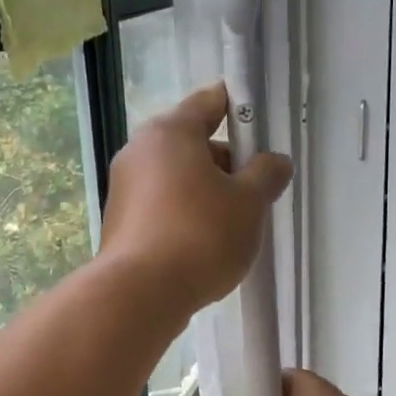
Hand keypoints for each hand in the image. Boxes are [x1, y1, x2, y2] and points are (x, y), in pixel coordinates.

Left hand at [101, 82, 292, 313]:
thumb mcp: (249, 203)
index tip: (260, 127)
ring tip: (233, 225)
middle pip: (193, 143)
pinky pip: (162, 206)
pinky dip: (184, 215)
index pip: (209, 102)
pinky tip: (204, 245)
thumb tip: (274, 161)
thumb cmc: (201, 235)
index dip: (238, 109)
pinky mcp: (120, 222)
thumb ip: (266, 175)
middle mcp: (139, 151)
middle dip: (226, 163)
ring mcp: (124, 188)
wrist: (141, 294)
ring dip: (206, 193)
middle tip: (255, 192)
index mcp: (170, 132)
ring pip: (177, 178)